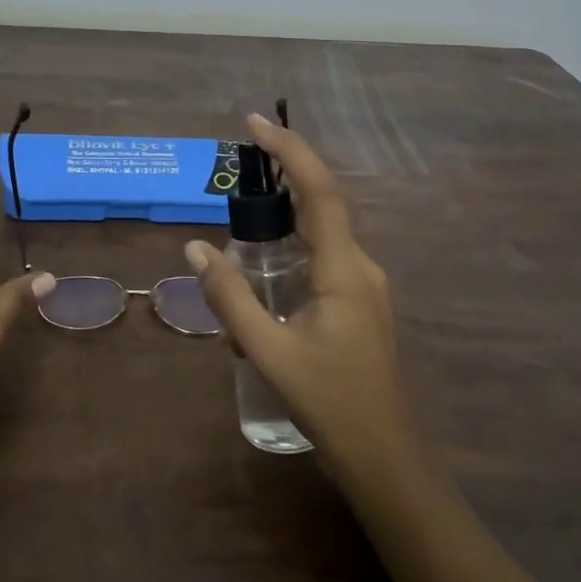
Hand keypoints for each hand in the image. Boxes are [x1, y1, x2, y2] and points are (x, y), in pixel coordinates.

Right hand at [184, 115, 406, 466]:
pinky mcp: (359, 305)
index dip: (290, 151)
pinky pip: (324, 261)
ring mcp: (364, 287)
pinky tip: (264, 274)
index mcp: (345, 270)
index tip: (256, 123)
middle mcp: (360, 268)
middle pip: (321, 206)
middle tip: (237, 168)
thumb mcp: (269, 351)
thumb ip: (231, 298)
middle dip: (282, 178)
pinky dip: (293, 250)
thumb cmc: (329, 404)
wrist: (383, 457)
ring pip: (321, 236)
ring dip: (285, 219)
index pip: (320, 192)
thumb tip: (196, 249)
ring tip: (242, 220)